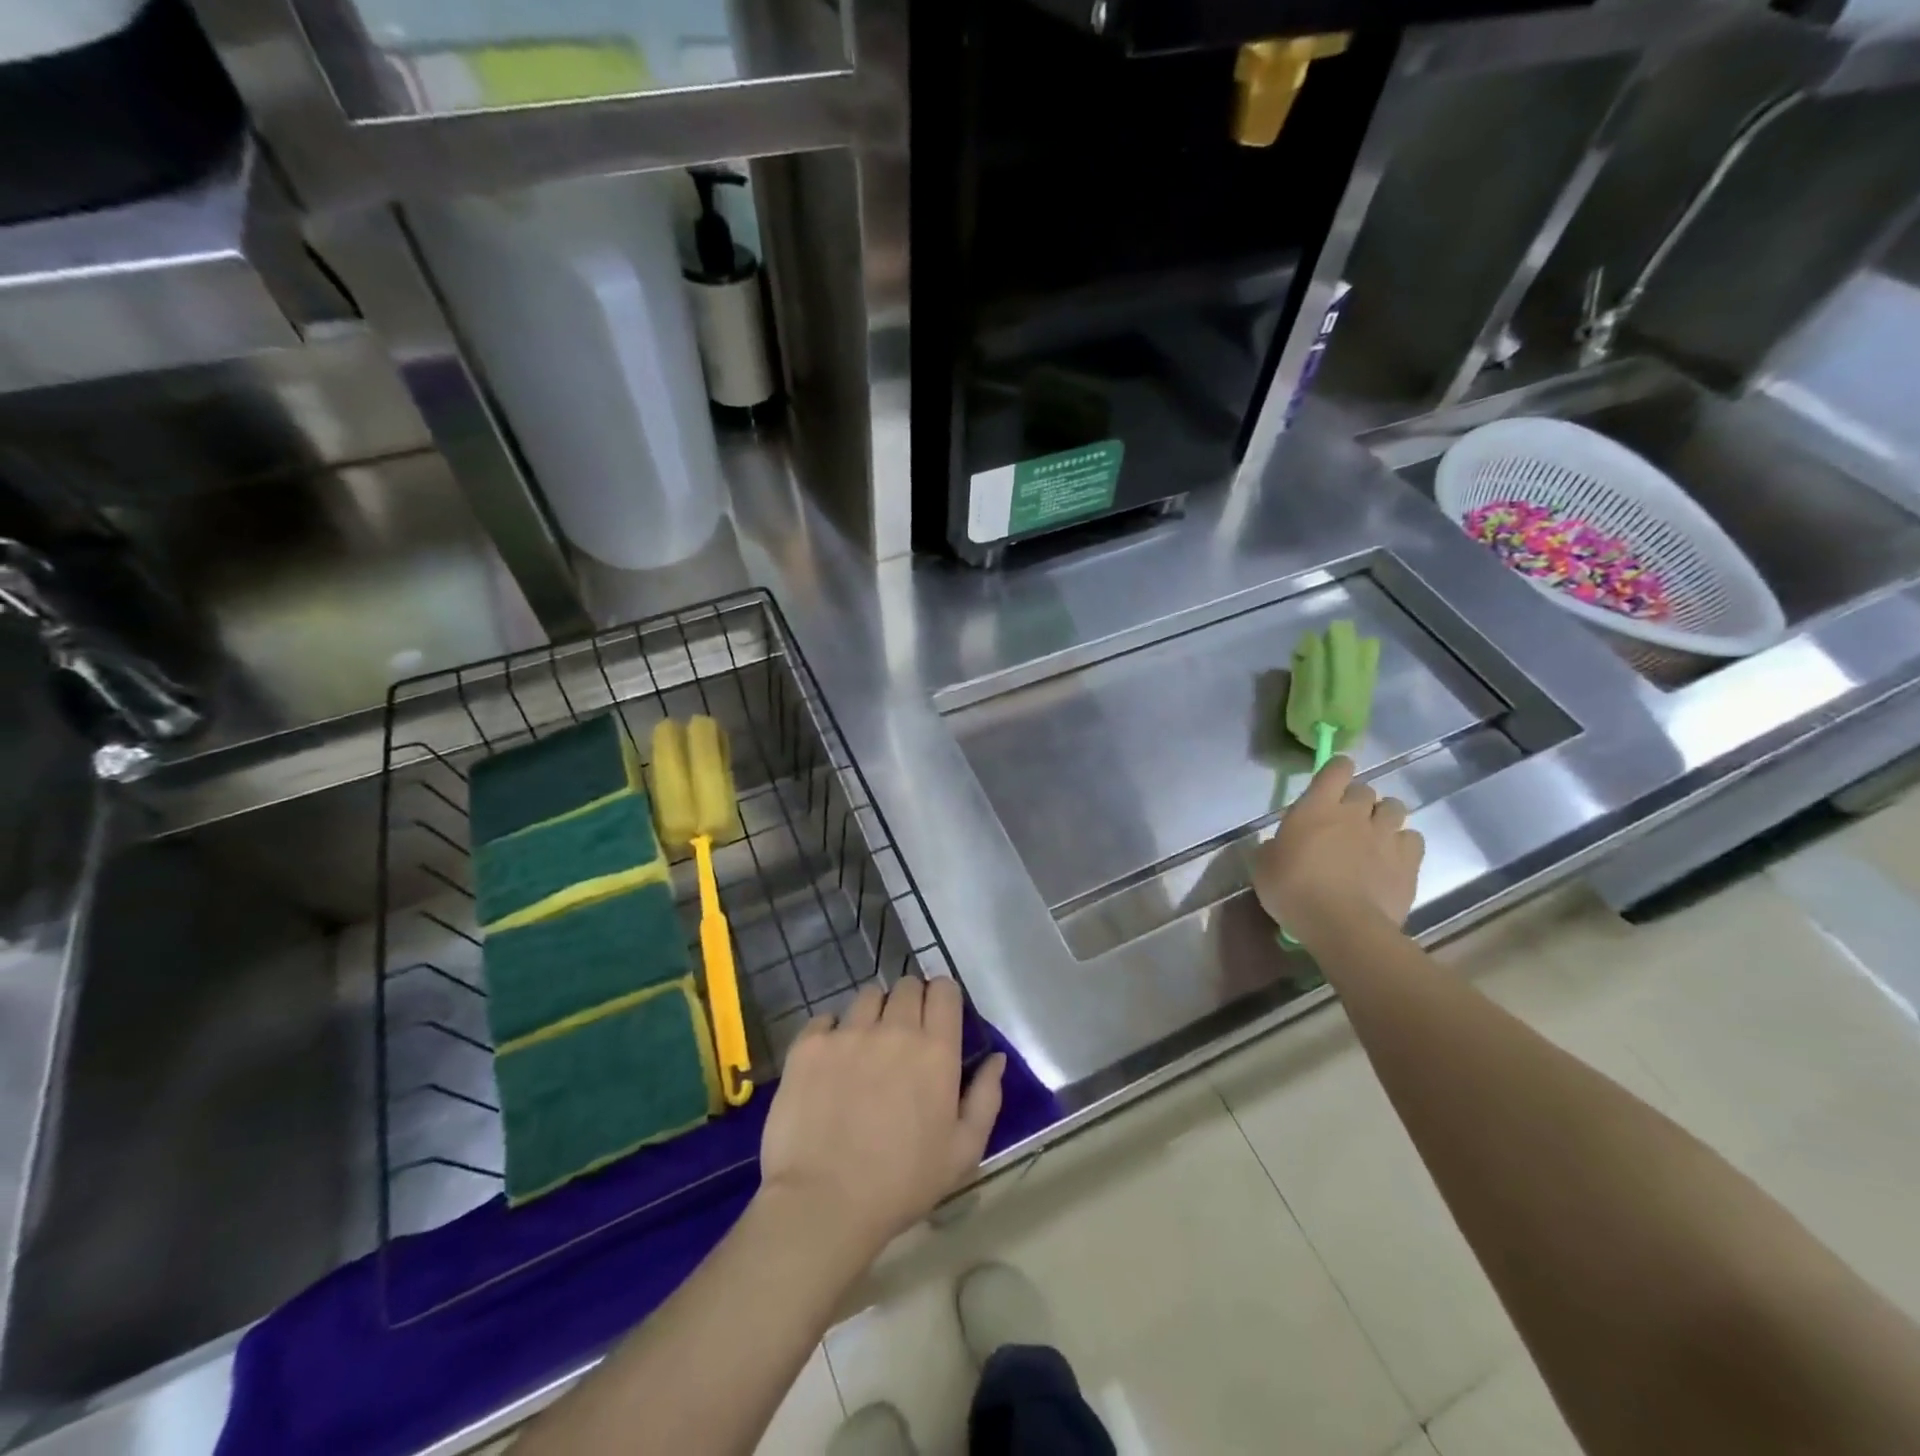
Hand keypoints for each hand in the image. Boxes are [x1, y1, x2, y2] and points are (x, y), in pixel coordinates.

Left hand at [758, 977, 1005, 1256]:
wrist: (823, 1203)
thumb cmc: (902, 1183)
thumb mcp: (963, 1152)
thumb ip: (986, 1098)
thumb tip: (996, 1058)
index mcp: (936, 1050)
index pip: (944, 990)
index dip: (942, 998)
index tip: (937, 1019)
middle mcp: (894, 1028)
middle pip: (906, 985)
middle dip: (909, 1003)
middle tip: (902, 1039)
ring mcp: (848, 1033)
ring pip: (867, 996)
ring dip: (872, 1014)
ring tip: (865, 1049)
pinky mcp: (809, 1044)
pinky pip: (825, 1019)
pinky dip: (831, 1033)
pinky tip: (830, 1064)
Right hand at [1255, 756, 1423, 948]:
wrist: (1343, 925)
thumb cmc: (1293, 891)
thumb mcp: (1263, 868)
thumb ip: (1272, 848)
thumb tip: (1277, 846)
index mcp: (1317, 807)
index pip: (1336, 769)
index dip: (1337, 769)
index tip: (1331, 780)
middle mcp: (1354, 812)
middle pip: (1365, 789)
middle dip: (1357, 800)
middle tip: (1345, 820)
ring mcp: (1385, 835)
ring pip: (1395, 807)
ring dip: (1383, 816)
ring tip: (1373, 835)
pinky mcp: (1408, 861)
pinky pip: (1413, 838)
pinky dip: (1404, 843)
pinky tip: (1392, 858)